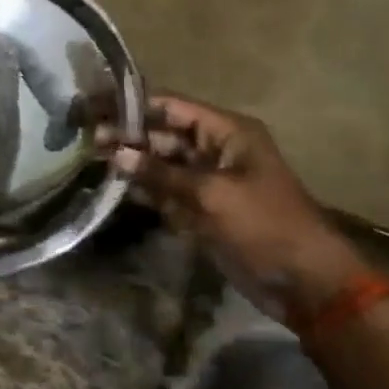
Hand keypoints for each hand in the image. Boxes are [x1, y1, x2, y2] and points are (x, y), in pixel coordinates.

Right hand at [99, 96, 363, 315]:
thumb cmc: (263, 225)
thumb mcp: (210, 194)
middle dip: (128, 136)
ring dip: (132, 163)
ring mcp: (207, 180)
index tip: (96, 108)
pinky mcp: (200, 208)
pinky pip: (165, 190)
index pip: (172, 107)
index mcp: (227, 133)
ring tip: (90, 159)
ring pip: (161, 163)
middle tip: (86, 140)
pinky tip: (113, 186)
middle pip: (163, 134)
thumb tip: (117, 153)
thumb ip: (161, 173)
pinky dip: (144, 189)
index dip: (135, 107)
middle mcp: (215, 149)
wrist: (302, 281)